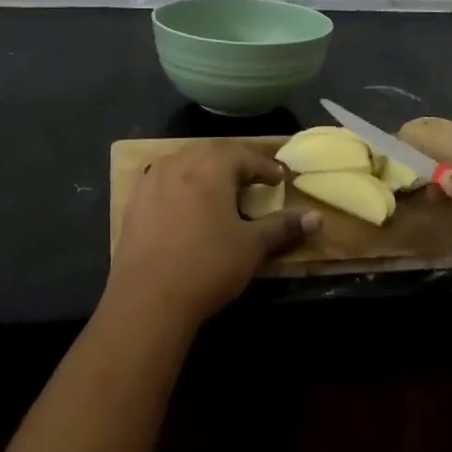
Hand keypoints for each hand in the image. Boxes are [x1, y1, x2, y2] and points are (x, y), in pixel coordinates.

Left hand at [107, 140, 317, 328]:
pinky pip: (165, 180)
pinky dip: (181, 185)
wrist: (146, 299)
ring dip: (206, 171)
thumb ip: (283, 227)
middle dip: (236, 164)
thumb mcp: (252, 247)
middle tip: (252, 180)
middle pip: (214, 153)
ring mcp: (153, 178)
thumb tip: (317, 218)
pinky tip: (186, 205)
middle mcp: (181, 160)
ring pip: (187, 162)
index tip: (280, 179)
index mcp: (213, 164)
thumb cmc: (207, 265)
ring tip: (220, 190)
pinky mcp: (135, 200)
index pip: (246, 156)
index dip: (266, 167)